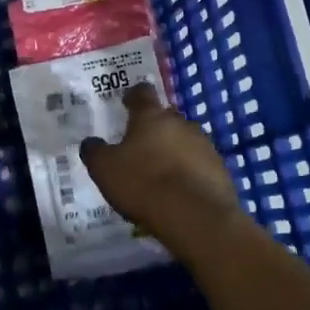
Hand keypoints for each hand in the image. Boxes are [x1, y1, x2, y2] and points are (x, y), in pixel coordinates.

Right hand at [80, 84, 242, 249]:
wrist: (195, 216)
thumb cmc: (144, 184)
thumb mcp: (105, 170)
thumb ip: (95, 152)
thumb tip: (90, 142)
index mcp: (150, 116)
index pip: (142, 93)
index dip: (133, 96)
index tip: (127, 102)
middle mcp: (180, 122)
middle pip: (166, 116)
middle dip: (155, 127)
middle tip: (142, 144)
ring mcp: (203, 144)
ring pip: (185, 139)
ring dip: (174, 149)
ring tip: (162, 171)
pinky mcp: (219, 168)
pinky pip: (200, 163)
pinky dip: (190, 171)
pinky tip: (181, 189)